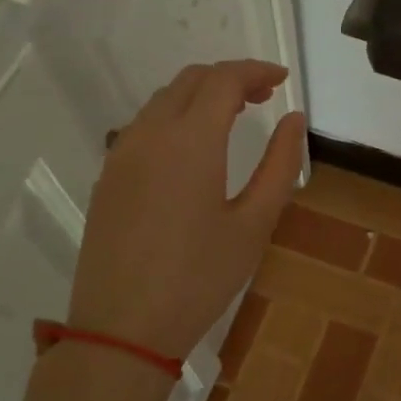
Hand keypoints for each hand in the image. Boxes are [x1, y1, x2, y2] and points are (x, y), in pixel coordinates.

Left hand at [68, 60, 305, 362]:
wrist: (122, 328)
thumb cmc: (199, 277)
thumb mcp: (254, 224)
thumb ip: (280, 165)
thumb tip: (293, 120)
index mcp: (190, 140)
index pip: (224, 80)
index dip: (256, 72)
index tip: (283, 80)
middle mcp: (149, 134)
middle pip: (190, 80)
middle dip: (230, 78)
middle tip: (263, 97)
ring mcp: (121, 154)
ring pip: (163, 100)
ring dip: (200, 96)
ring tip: (232, 118)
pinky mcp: (107, 177)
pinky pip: (143, 126)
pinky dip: (175, 117)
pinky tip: (192, 149)